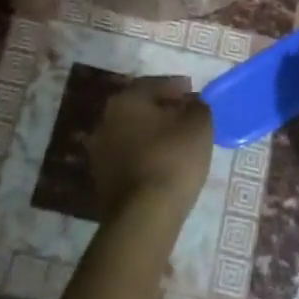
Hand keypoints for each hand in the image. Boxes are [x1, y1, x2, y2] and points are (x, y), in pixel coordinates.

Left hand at [89, 76, 215, 218]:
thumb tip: (192, 102)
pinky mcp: (101, 179)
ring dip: (152, 134)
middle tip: (186, 117)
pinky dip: (144, 156)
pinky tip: (162, 164)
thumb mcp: (199, 124)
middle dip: (163, 110)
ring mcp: (100, 151)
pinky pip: (128, 157)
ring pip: (132, 133)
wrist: (144, 215)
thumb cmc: (173, 158)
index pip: (155, 84)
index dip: (178, 87)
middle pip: (140, 108)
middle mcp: (106, 119)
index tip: (194, 94)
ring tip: (177, 143)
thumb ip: (198, 106)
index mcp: (126, 99)